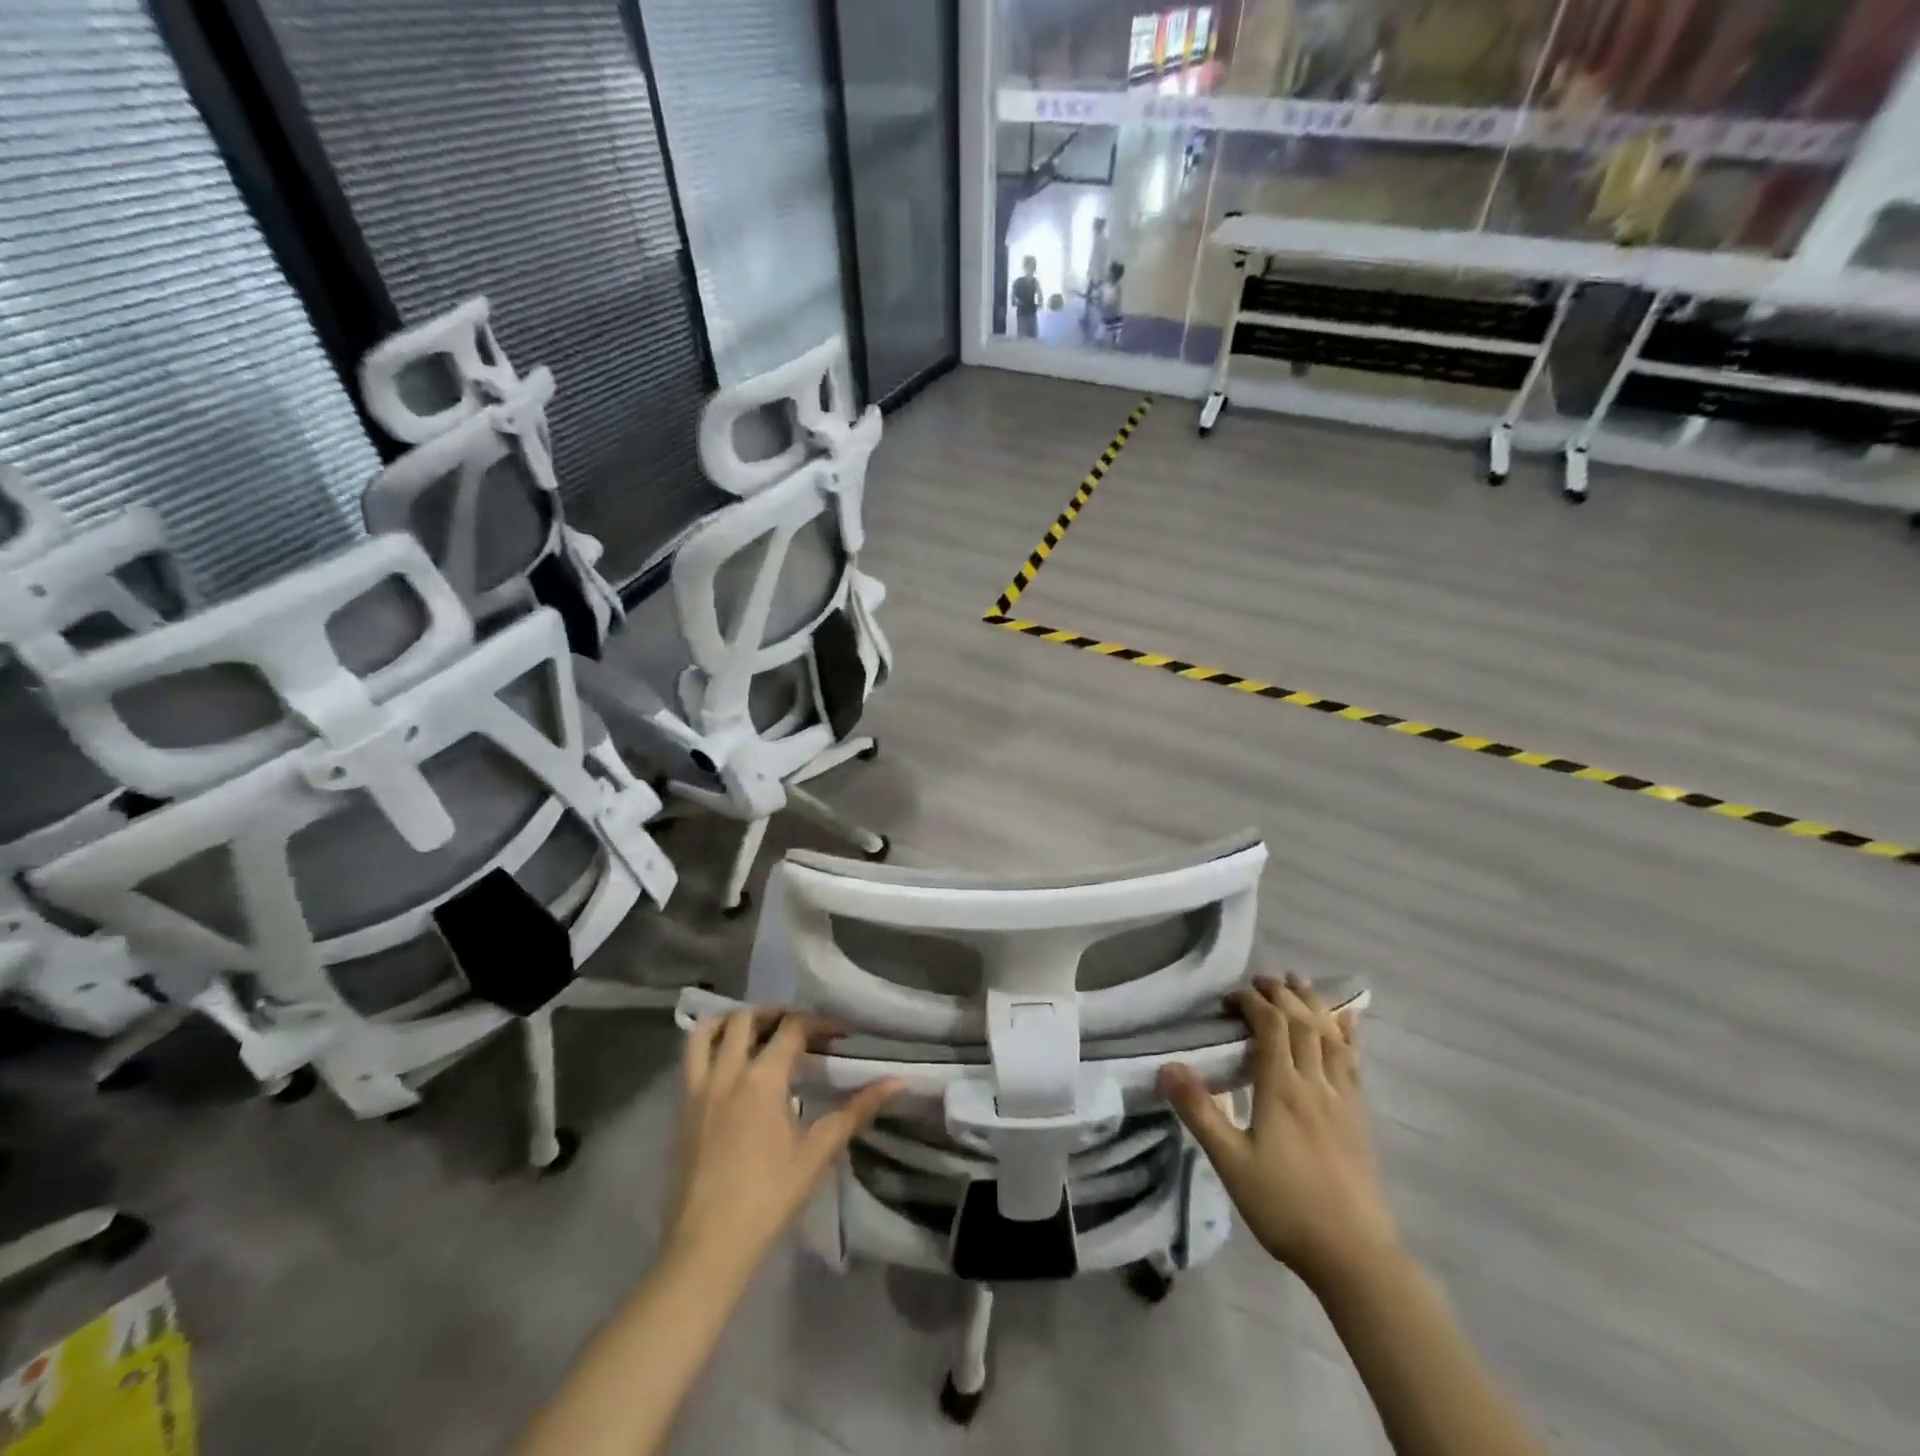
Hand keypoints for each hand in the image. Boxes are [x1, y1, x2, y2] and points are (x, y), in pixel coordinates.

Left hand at [664, 1009, 898, 1278]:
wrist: (707, 1248)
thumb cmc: (768, 1198)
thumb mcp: (818, 1152)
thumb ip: (856, 1111)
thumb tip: (897, 1082)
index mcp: (762, 1078)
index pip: (792, 1028)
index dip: (820, 1024)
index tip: (841, 1035)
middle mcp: (727, 1073)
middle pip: (747, 1018)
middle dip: (775, 1014)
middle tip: (799, 1030)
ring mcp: (697, 1090)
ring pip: (706, 1032)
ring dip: (732, 1022)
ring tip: (756, 1034)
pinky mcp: (681, 1110)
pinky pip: (691, 1061)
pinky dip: (711, 1048)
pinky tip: (732, 1070)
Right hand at [1159, 975, 1398, 1293]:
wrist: (1354, 1256)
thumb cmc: (1285, 1207)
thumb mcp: (1230, 1162)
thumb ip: (1199, 1111)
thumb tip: (1167, 1066)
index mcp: (1283, 1089)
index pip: (1271, 1026)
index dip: (1251, 1002)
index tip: (1229, 998)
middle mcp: (1315, 1083)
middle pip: (1302, 1022)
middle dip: (1281, 994)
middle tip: (1259, 981)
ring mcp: (1342, 1099)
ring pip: (1331, 1036)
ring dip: (1313, 1004)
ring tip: (1298, 984)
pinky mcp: (1358, 1117)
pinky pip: (1353, 1062)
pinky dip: (1346, 1034)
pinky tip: (1346, 1023)